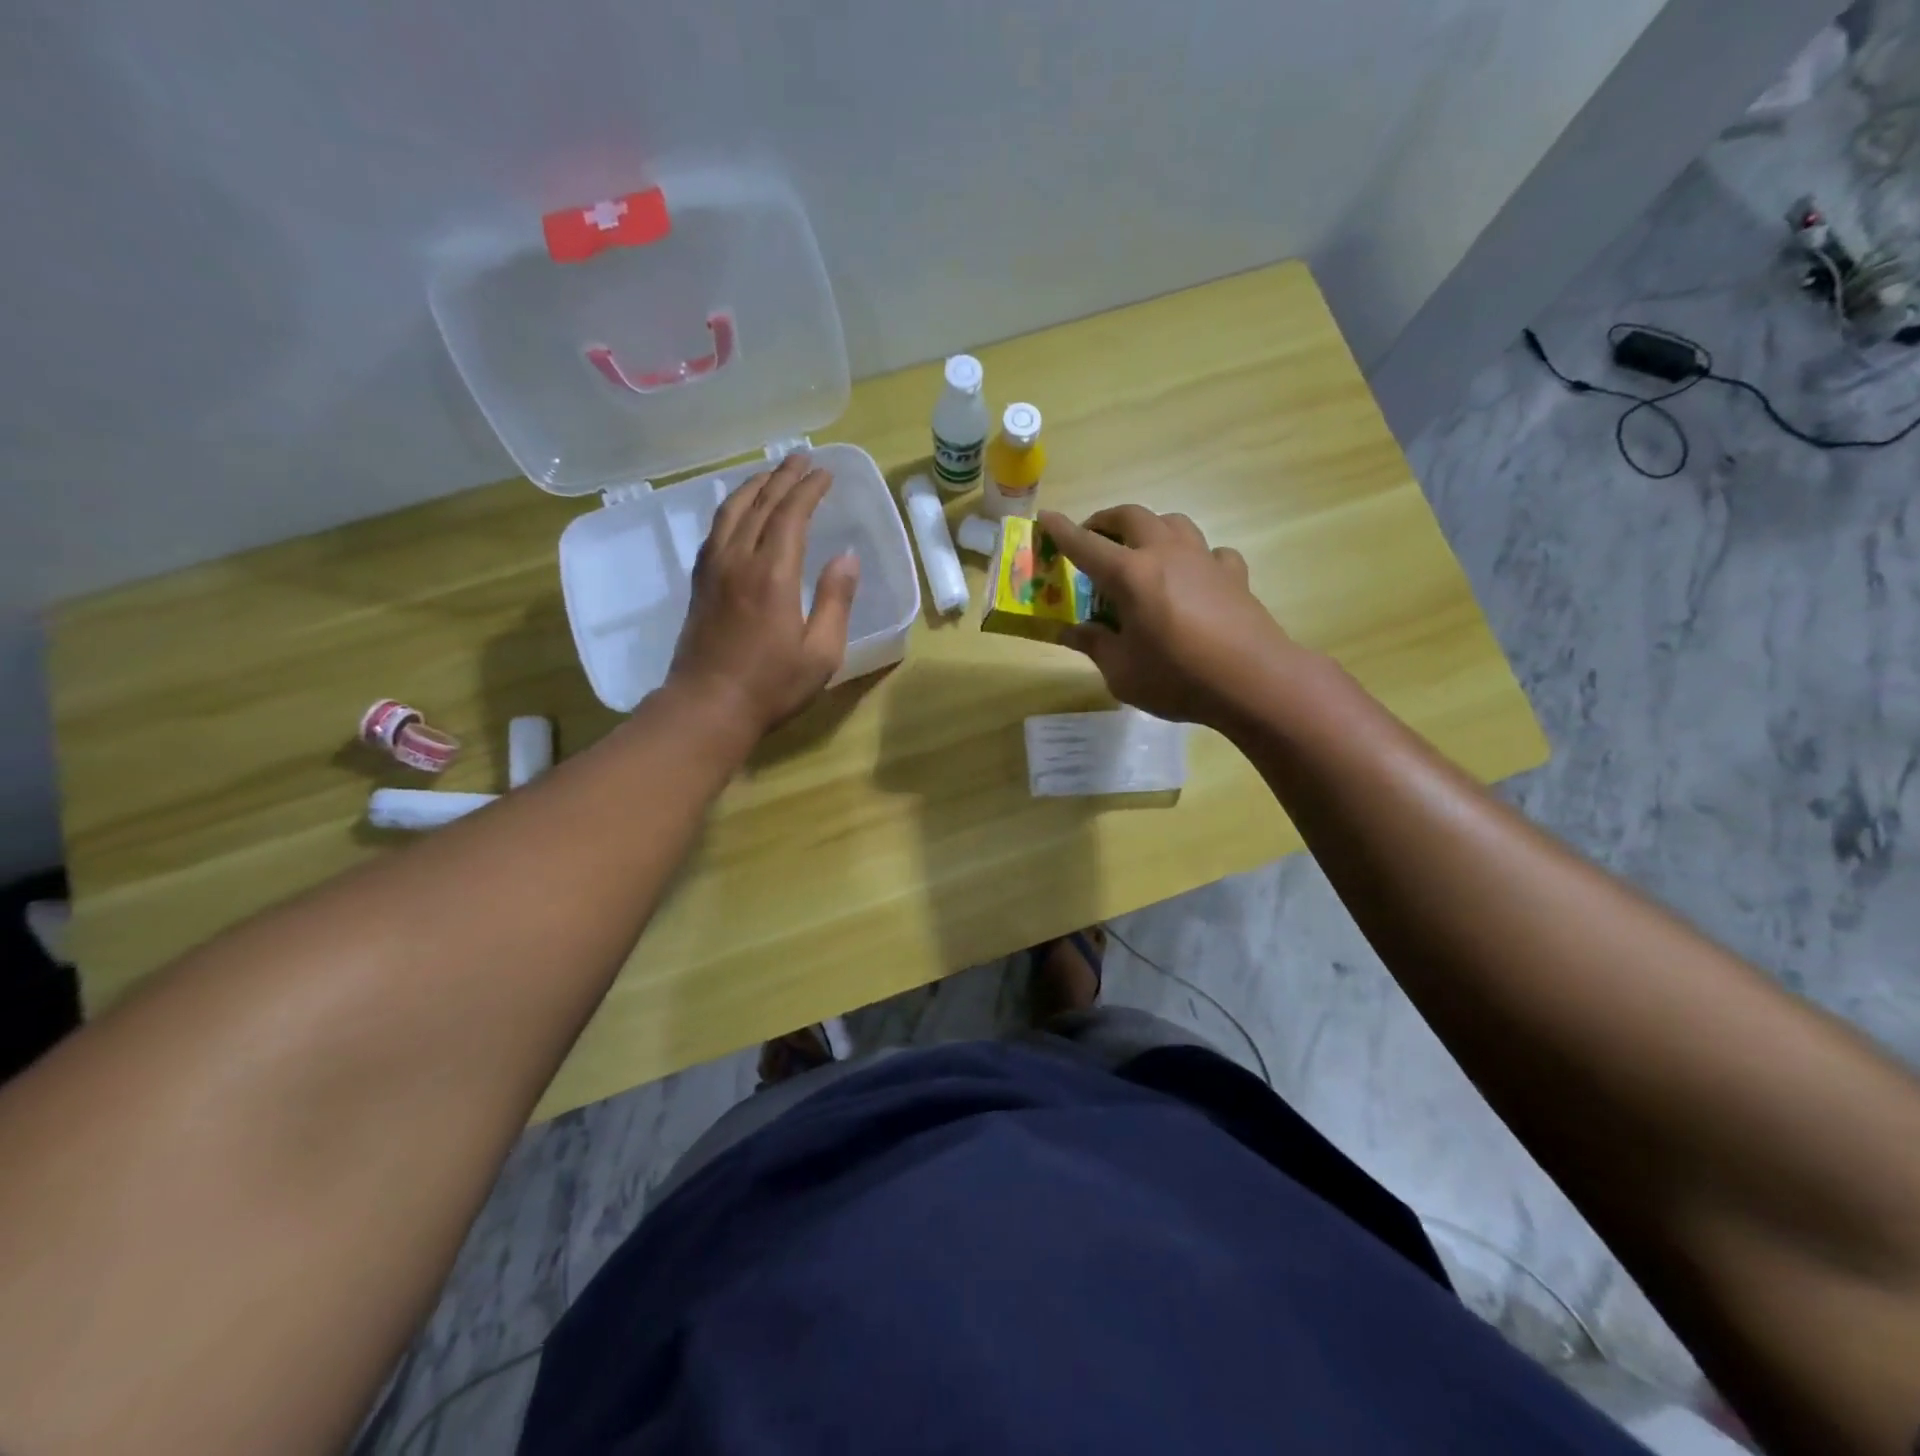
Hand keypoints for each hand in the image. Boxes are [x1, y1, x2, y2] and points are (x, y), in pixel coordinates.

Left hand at [667, 453, 859, 738]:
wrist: (707, 707)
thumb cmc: (772, 686)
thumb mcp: (821, 652)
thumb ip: (836, 600)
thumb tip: (847, 557)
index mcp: (773, 574)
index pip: (791, 514)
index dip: (809, 489)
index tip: (826, 473)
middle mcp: (739, 560)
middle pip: (759, 503)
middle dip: (783, 477)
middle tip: (802, 459)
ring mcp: (713, 569)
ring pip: (731, 511)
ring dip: (753, 486)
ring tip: (771, 474)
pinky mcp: (700, 583)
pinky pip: (715, 530)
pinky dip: (731, 509)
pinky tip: (738, 511)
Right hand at [1039, 506, 1303, 727]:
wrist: (1254, 681)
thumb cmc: (1178, 678)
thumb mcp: (1122, 671)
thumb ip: (1095, 644)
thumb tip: (1071, 631)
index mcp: (1130, 575)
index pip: (1086, 545)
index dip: (1061, 532)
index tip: (1046, 518)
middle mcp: (1165, 554)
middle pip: (1131, 516)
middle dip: (1105, 520)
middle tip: (1092, 538)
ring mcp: (1204, 559)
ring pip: (1172, 522)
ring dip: (1149, 528)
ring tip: (1140, 550)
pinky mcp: (1233, 574)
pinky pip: (1209, 552)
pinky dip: (1194, 557)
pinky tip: (1192, 577)